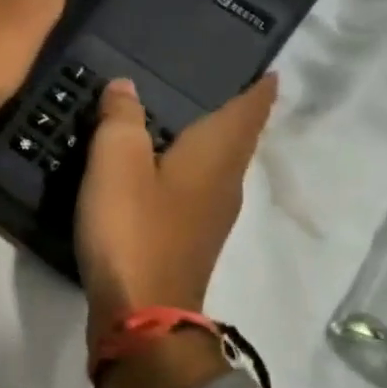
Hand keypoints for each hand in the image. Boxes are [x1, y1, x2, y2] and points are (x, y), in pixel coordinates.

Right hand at [75, 74, 278, 387]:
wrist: (141, 317)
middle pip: (238, 139)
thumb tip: (126, 87)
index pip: (250, 109)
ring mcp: (211, 218)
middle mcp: (225, 183)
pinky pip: (196, 191)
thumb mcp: (117, 162)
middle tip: (216, 84)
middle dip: (235, 112)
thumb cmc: (133, 230)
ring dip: (209, 143)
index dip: (259, 88)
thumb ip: (121, 118)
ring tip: (185, 119)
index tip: (269, 70)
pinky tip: (161, 170)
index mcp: (217, 155)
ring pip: (218, 167)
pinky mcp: (190, 242)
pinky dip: (186, 171)